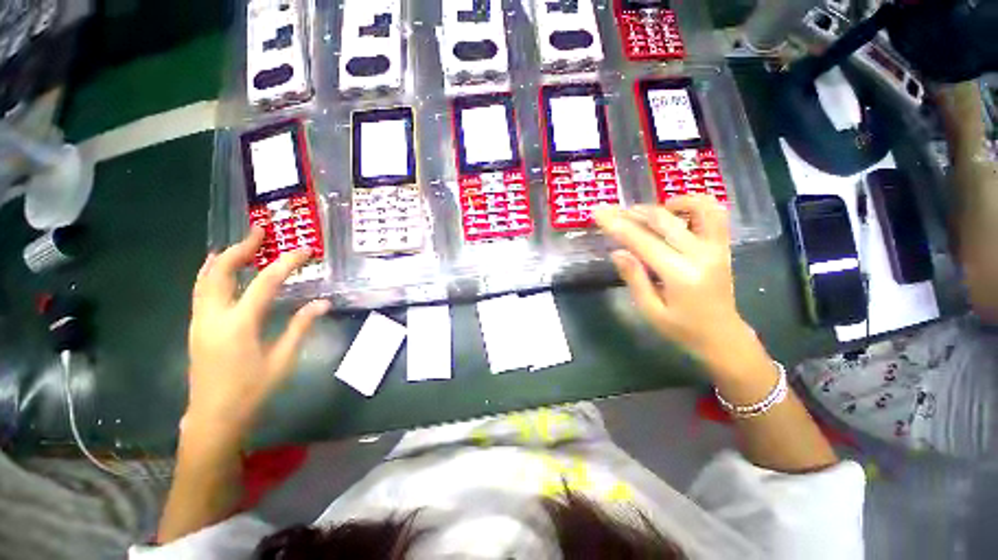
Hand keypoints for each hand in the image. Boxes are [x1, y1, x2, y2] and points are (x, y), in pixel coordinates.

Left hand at [186, 227, 329, 440]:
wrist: (214, 417)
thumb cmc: (252, 390)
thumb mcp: (283, 359)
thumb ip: (301, 326)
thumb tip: (323, 303)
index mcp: (239, 324)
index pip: (266, 283)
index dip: (287, 263)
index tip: (305, 250)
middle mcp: (213, 316)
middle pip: (221, 272)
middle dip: (240, 248)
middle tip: (259, 232)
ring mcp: (200, 321)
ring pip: (204, 279)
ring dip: (222, 258)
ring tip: (239, 245)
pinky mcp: (196, 327)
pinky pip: (201, 291)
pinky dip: (211, 273)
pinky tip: (220, 270)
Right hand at [593, 196, 758, 374]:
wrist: (723, 337)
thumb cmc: (682, 329)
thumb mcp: (651, 311)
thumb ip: (634, 278)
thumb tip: (617, 252)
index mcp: (679, 275)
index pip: (642, 241)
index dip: (617, 225)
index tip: (599, 212)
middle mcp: (701, 255)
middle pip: (664, 221)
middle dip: (633, 212)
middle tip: (613, 210)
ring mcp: (716, 247)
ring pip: (697, 208)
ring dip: (668, 203)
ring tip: (647, 210)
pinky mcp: (723, 247)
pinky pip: (714, 215)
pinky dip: (694, 204)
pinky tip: (674, 211)